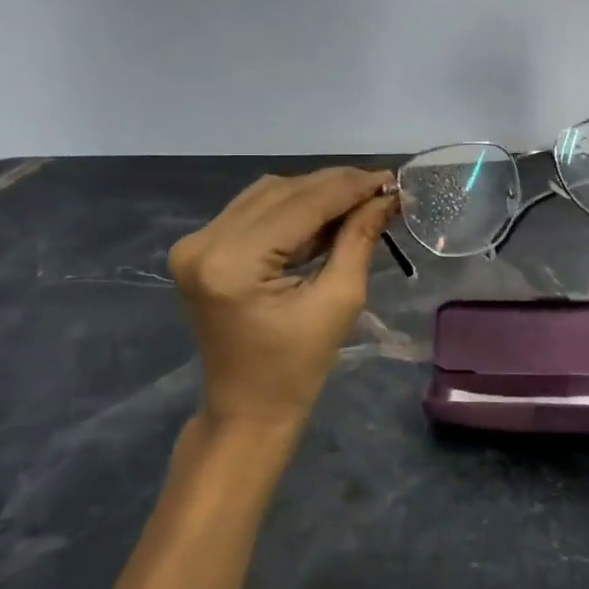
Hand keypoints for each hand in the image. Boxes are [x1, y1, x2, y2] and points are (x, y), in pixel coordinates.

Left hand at [168, 167, 397, 429]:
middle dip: (336, 186)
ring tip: (359, 200)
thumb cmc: (297, 368)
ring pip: (268, 193)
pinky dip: (293, 207)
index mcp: (233, 263)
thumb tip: (386, 197)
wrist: (246, 410)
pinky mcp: (200, 248)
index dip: (350, 187)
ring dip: (315, 193)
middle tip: (382, 188)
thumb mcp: (339, 301)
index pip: (301, 205)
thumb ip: (359, 239)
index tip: (392, 179)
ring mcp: (196, 243)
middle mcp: (204, 243)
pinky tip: (327, 214)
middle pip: (282, 191)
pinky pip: (254, 210)